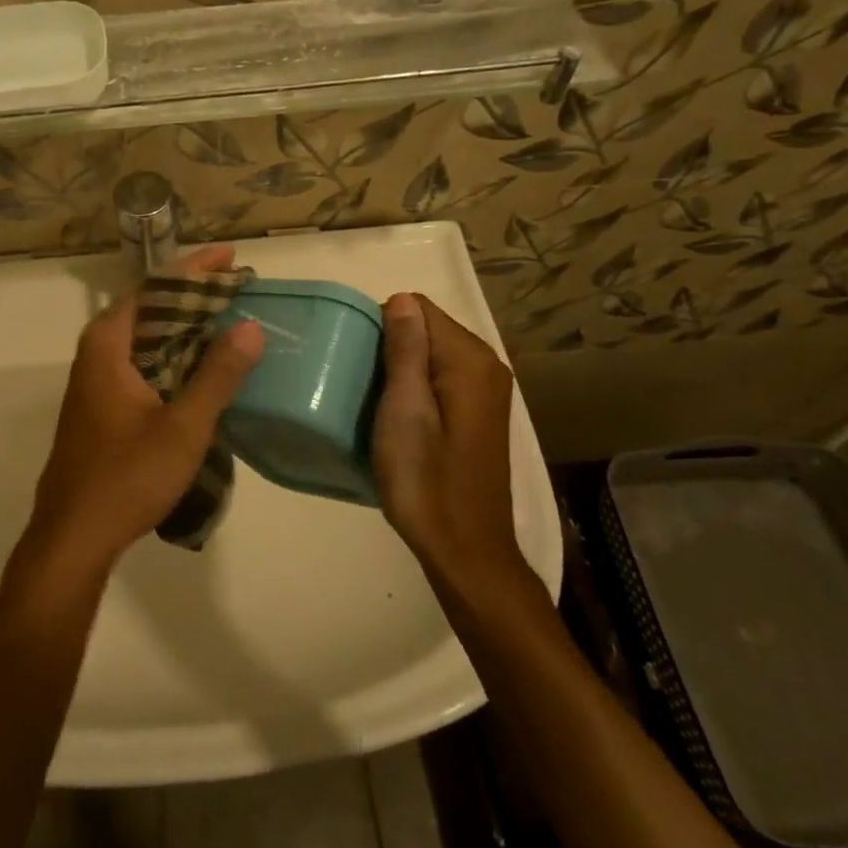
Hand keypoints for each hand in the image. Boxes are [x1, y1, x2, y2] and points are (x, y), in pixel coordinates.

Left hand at [23, 246, 264, 578]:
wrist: (74, 535)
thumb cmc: (127, 476)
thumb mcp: (184, 426)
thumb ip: (218, 375)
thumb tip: (250, 327)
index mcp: (109, 343)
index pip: (154, 286)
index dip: (194, 268)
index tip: (231, 256)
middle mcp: (97, 351)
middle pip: (149, 307)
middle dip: (194, 295)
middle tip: (239, 289)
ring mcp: (97, 379)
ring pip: (146, 337)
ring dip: (185, 326)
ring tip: (231, 320)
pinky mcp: (103, 404)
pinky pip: (143, 362)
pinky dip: (174, 355)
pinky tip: (204, 367)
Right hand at [372, 294, 523, 586]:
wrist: (463, 549)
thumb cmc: (425, 479)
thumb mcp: (405, 410)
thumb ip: (406, 350)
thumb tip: (402, 299)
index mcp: (470, 360)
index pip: (418, 309)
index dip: (383, 326)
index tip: (360, 363)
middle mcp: (486, 366)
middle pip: (427, 329)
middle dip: (391, 346)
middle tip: (362, 384)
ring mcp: (485, 391)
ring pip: (430, 355)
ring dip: (400, 369)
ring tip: (373, 400)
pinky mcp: (477, 413)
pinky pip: (438, 379)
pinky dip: (414, 387)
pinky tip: (397, 416)